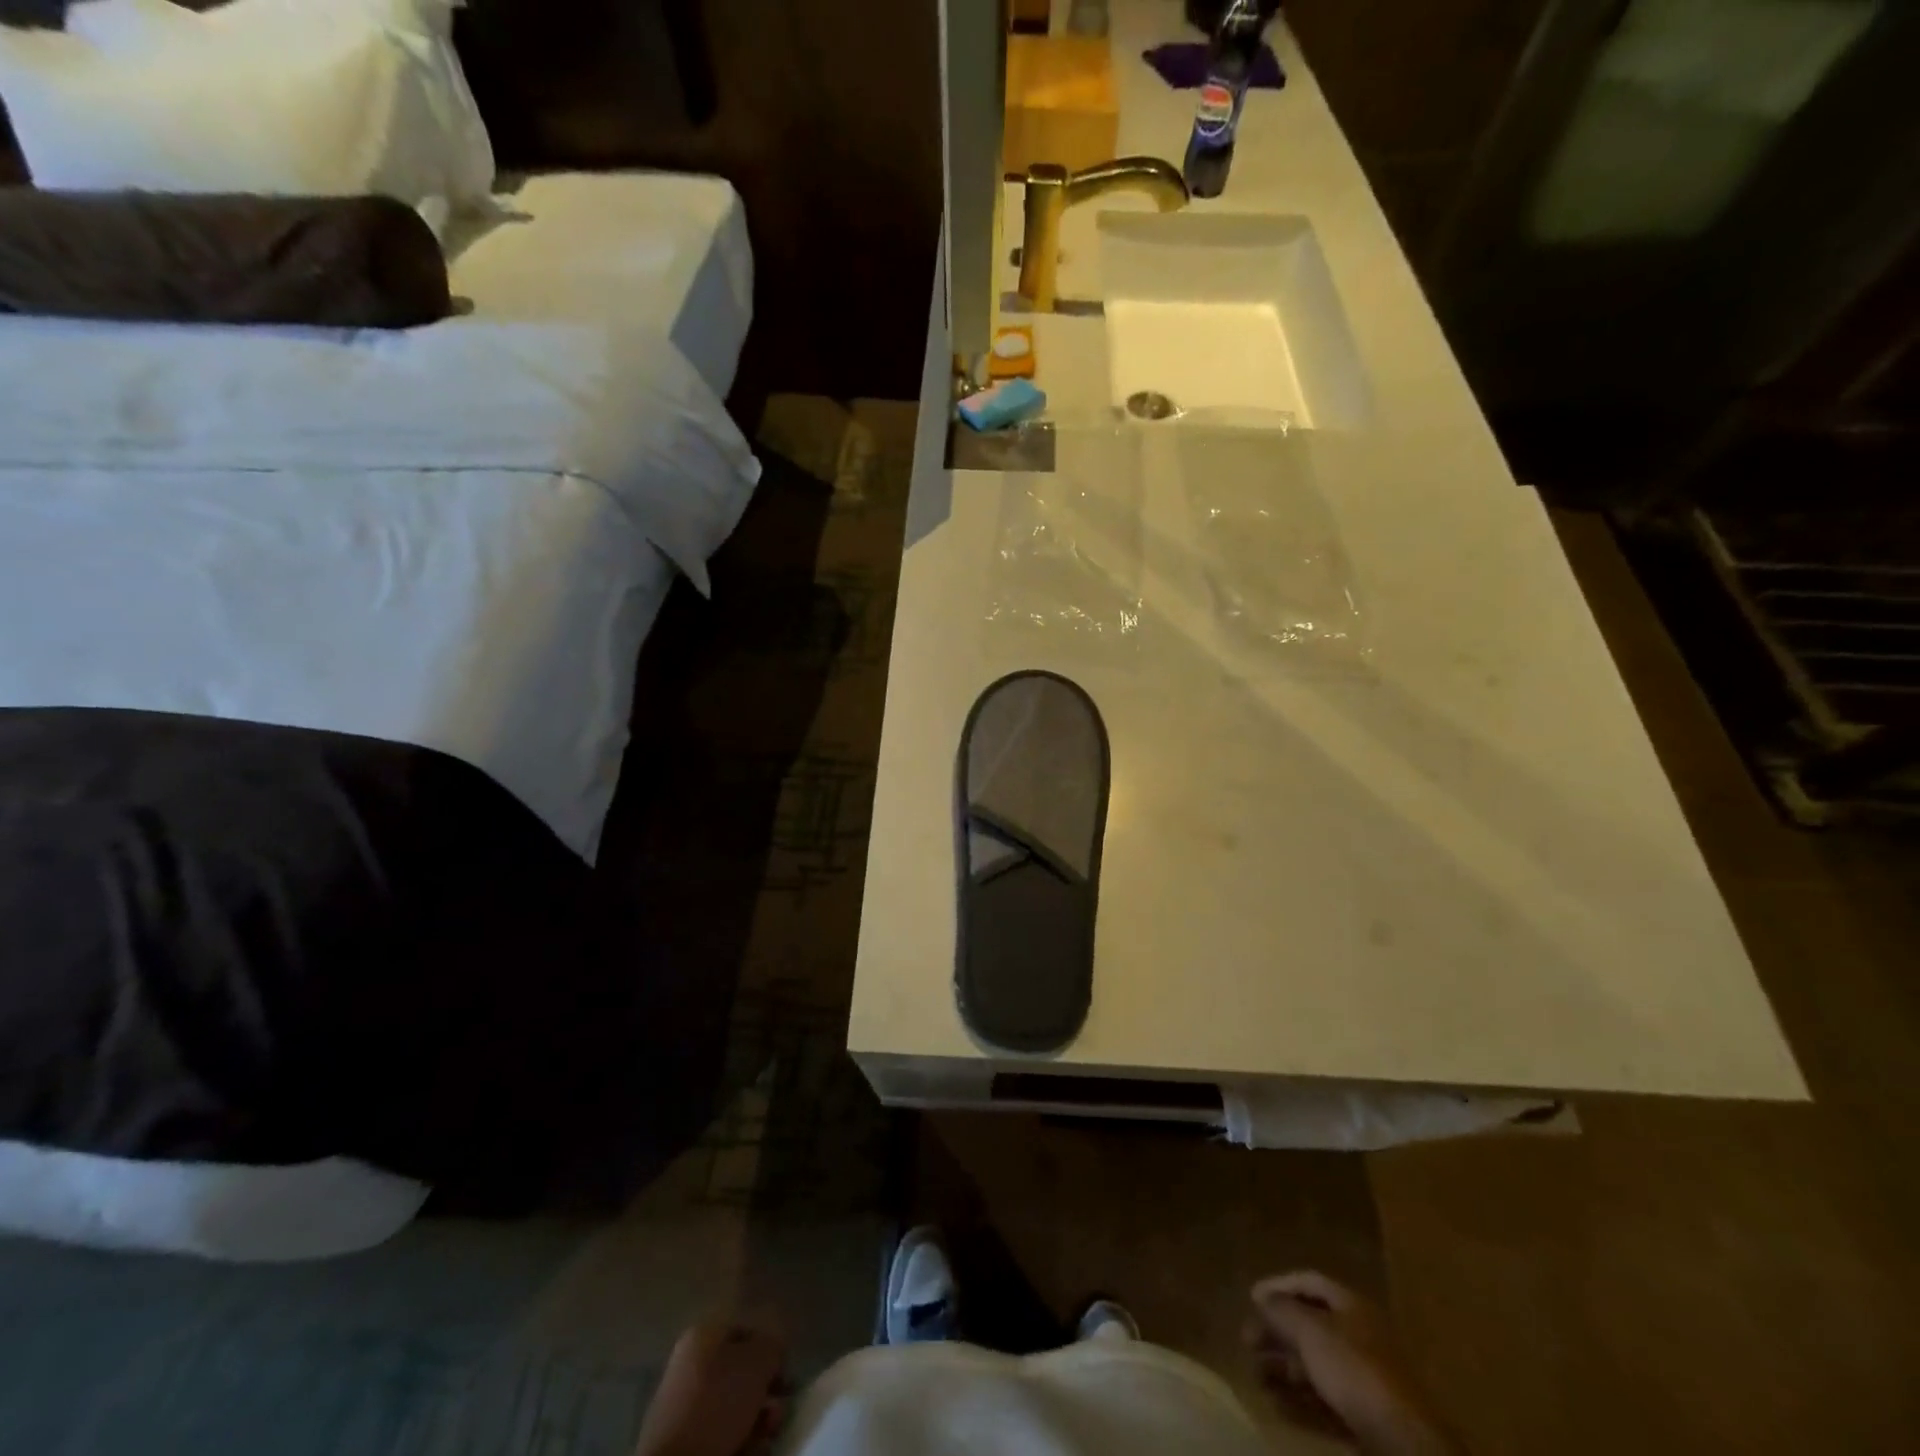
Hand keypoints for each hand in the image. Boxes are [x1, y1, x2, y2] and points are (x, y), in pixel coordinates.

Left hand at [634, 1319, 788, 1455]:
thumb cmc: (716, 1406)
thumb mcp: (757, 1362)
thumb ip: (773, 1346)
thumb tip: (775, 1353)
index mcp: (702, 1337)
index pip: (747, 1333)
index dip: (771, 1352)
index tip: (786, 1376)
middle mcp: (690, 1368)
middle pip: (742, 1376)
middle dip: (766, 1396)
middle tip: (776, 1414)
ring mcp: (683, 1410)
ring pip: (735, 1411)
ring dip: (758, 1423)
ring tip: (766, 1439)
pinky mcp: (683, 1446)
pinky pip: (722, 1438)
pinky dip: (742, 1445)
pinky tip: (752, 1452)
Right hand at [1245, 1271, 1460, 1455]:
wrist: (1405, 1444)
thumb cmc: (1354, 1370)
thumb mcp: (1311, 1330)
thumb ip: (1282, 1310)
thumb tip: (1262, 1297)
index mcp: (1352, 1307)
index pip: (1309, 1282)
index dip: (1279, 1285)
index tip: (1251, 1298)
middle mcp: (1359, 1337)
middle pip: (1309, 1325)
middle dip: (1276, 1332)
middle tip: (1246, 1341)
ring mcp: (1364, 1380)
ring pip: (1315, 1365)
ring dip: (1282, 1368)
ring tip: (1255, 1376)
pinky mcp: (1365, 1417)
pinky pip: (1324, 1400)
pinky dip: (1299, 1400)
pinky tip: (1276, 1405)